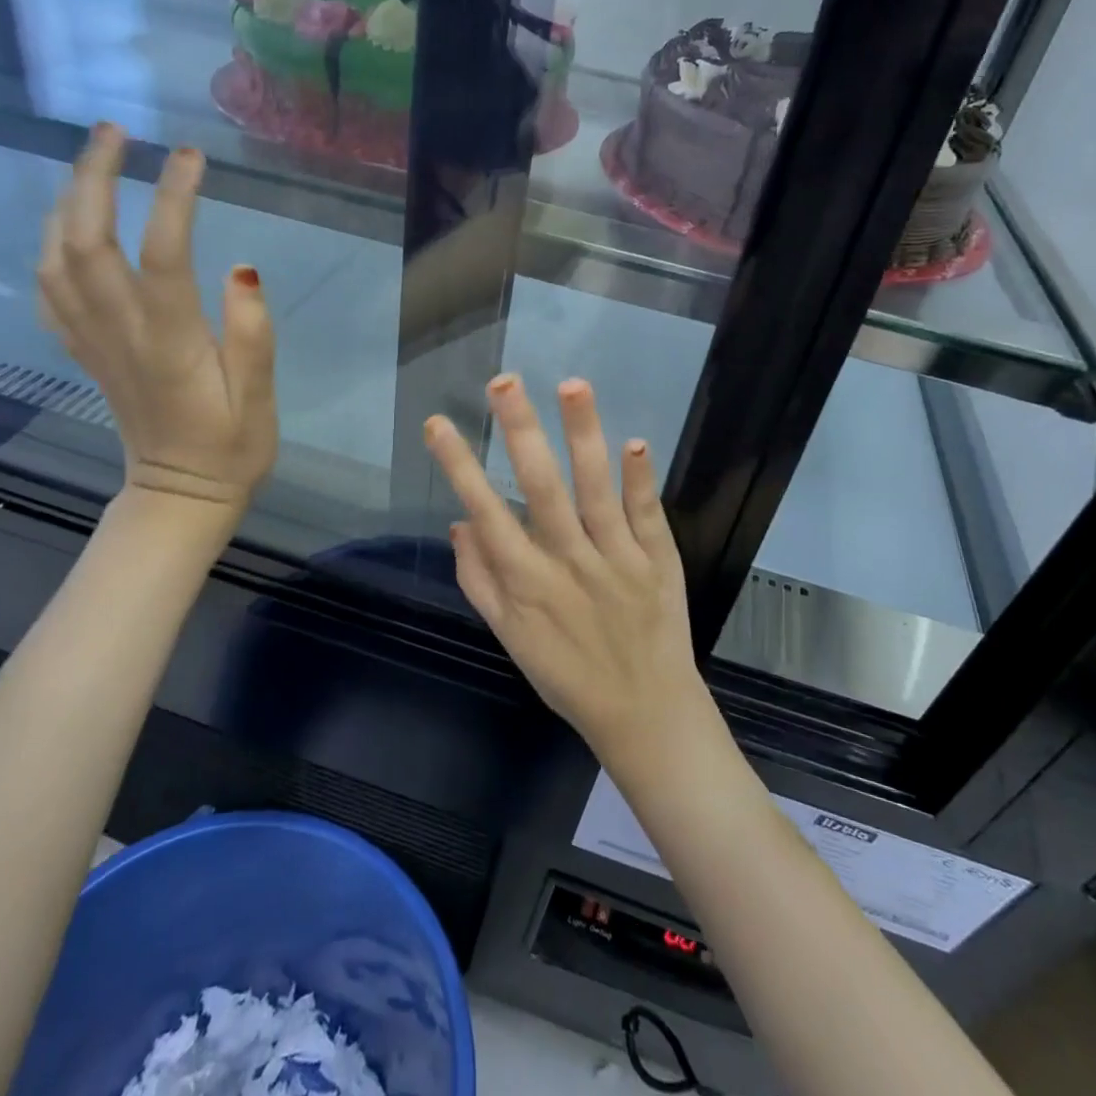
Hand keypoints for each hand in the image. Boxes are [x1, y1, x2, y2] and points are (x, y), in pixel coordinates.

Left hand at [39, 122, 276, 513]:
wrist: (179, 496)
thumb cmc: (231, 448)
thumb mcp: (260, 399)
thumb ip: (252, 335)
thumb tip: (244, 269)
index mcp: (170, 343)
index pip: (162, 254)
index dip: (174, 198)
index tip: (191, 156)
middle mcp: (120, 333)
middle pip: (85, 241)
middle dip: (93, 177)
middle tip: (116, 132)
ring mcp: (93, 342)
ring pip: (55, 258)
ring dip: (66, 201)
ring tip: (93, 163)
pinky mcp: (84, 352)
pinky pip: (48, 290)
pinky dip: (50, 245)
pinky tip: (68, 226)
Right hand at [423, 374, 710, 770]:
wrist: (645, 713)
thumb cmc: (568, 674)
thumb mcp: (510, 638)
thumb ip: (481, 581)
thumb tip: (459, 522)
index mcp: (527, 582)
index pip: (485, 512)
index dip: (459, 466)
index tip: (438, 423)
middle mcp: (569, 562)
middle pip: (542, 488)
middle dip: (521, 432)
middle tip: (504, 382)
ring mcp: (617, 558)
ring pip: (596, 488)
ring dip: (584, 435)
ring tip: (572, 385)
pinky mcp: (658, 560)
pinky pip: (647, 513)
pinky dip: (640, 479)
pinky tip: (634, 443)